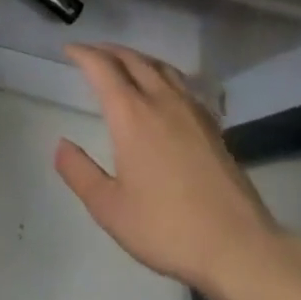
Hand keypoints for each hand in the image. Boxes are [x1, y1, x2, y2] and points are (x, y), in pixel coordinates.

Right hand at [56, 43, 284, 299]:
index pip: (102, 68)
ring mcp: (191, 111)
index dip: (83, 54)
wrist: (240, 249)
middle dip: (108, 50)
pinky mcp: (213, 126)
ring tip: (124, 62)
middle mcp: (161, 101)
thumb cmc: (168, 228)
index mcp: (131, 114)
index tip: (69, 50)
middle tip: (91, 52)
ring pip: (160, 67)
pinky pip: (181, 83)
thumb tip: (61, 144)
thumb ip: (79, 173)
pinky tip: (164, 89)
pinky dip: (162, 73)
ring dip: (136, 57)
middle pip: (132, 59)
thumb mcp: (109, 208)